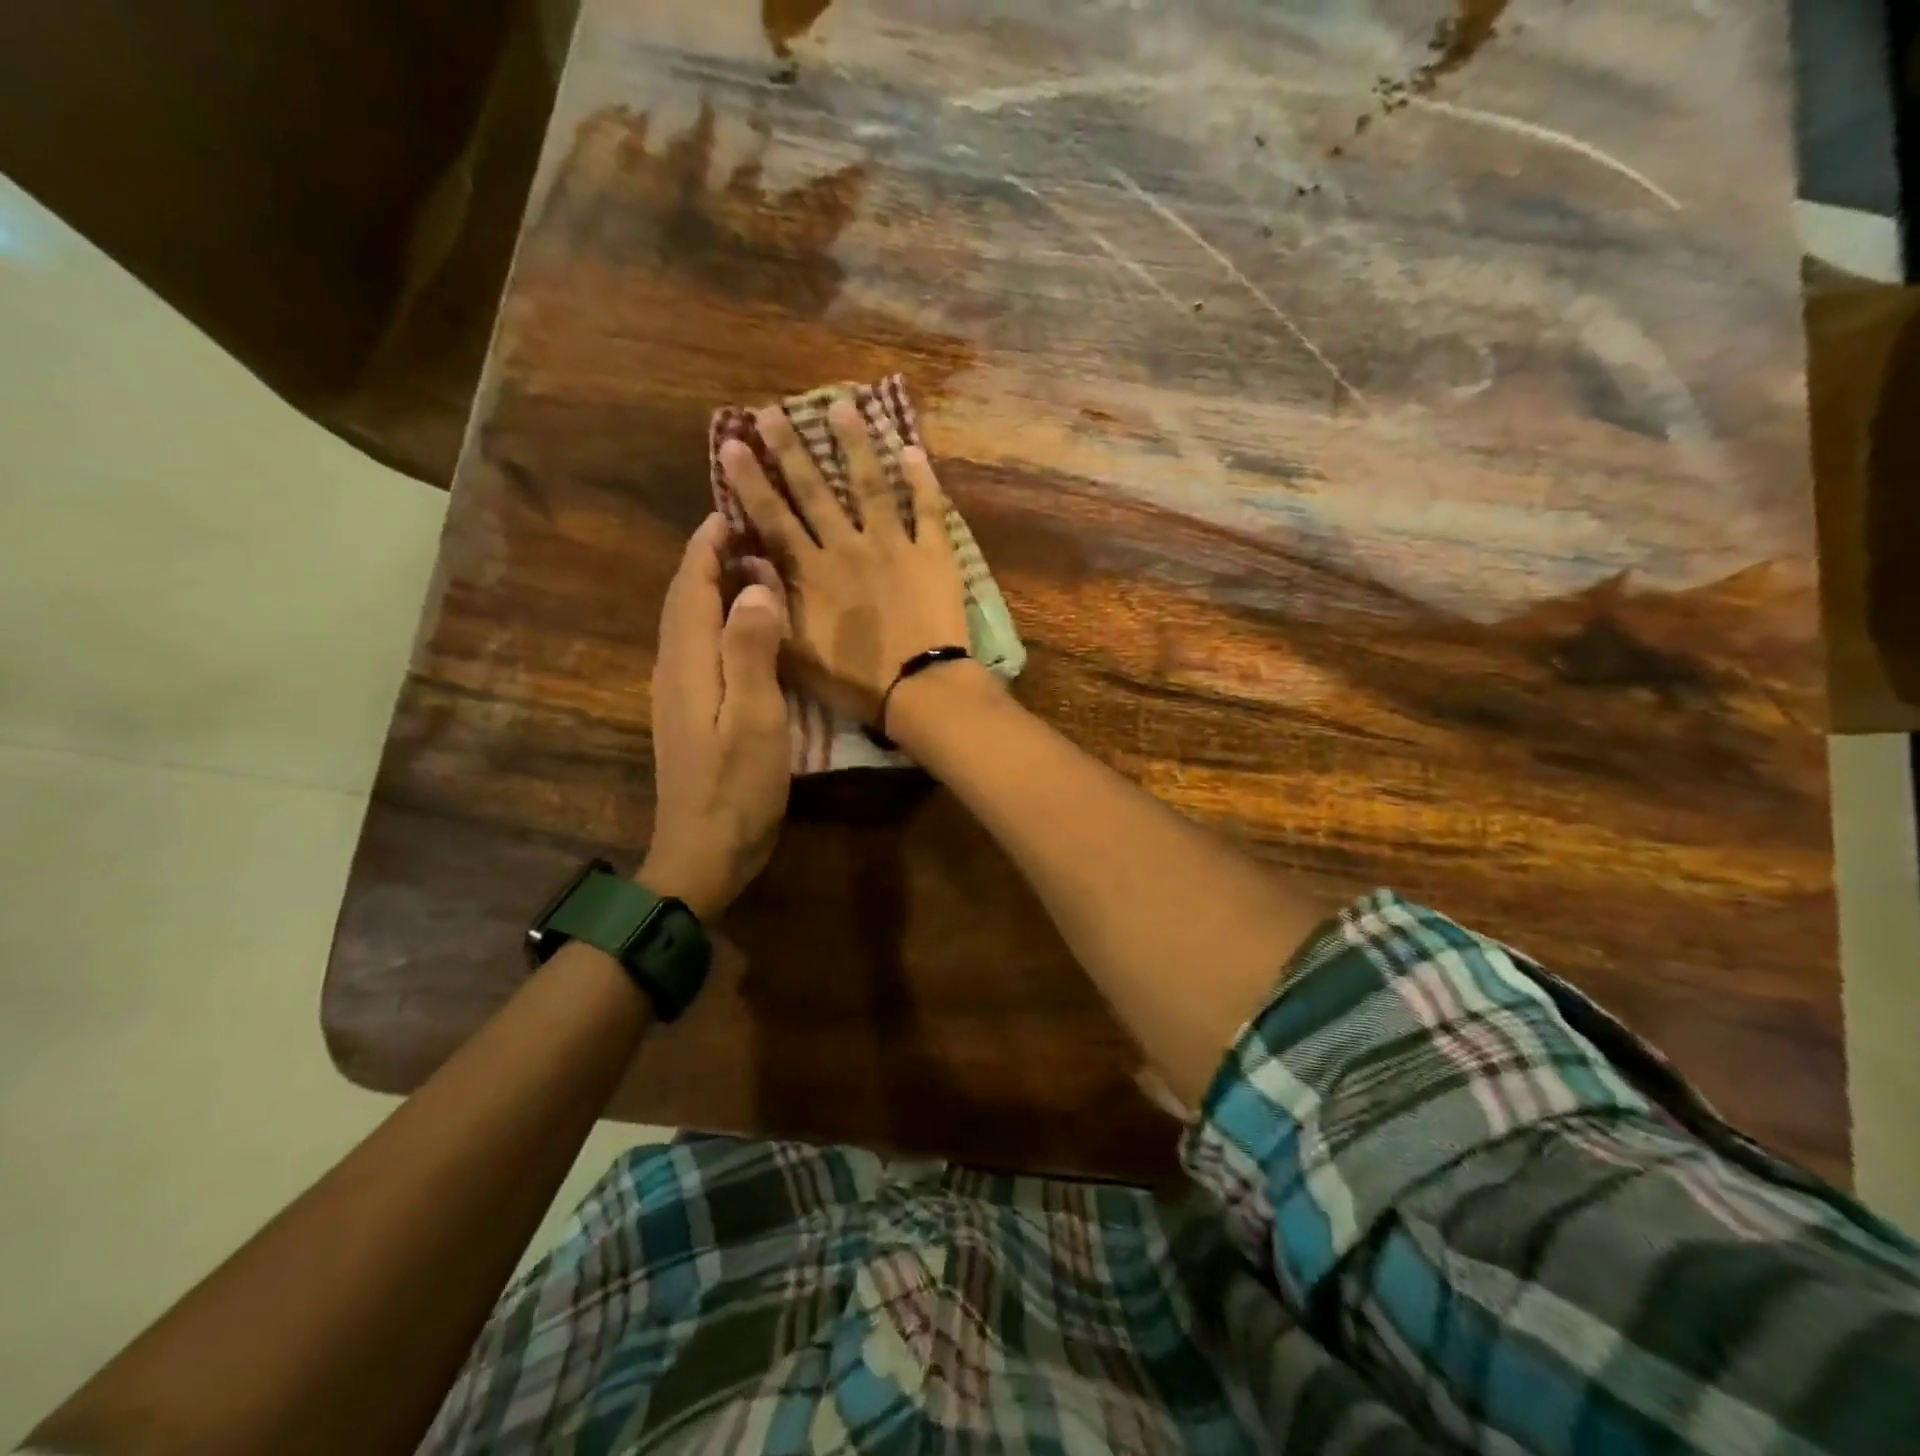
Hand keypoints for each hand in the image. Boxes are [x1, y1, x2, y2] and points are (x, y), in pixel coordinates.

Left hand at [642, 514, 790, 919]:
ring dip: (713, 584)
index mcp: (688, 661)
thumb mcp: (755, 718)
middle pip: (684, 597)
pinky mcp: (691, 711)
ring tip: (752, 562)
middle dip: (708, 556)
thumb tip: (756, 586)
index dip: (709, 543)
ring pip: (690, 621)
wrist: (704, 852)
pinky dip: (719, 618)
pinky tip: (748, 623)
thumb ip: (751, 650)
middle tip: (749, 525)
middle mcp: (675, 667)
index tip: (734, 505)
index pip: (691, 584)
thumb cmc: (736, 787)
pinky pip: (701, 646)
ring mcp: (680, 691)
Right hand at [717, 400, 969, 729]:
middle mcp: (847, 547)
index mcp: (812, 572)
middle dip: (791, 449)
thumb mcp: (794, 654)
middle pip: (815, 490)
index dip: (751, 480)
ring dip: (855, 445)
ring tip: (843, 406)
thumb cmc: (854, 680)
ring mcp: (893, 545)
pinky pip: (927, 509)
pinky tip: (913, 450)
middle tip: (773, 411)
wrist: (919, 688)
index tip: (734, 443)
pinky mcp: (933, 554)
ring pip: (870, 485)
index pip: (773, 517)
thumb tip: (749, 564)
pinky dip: (922, 480)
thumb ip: (769, 607)